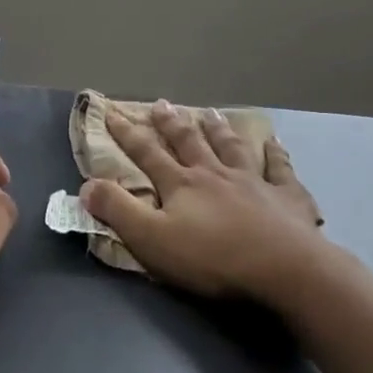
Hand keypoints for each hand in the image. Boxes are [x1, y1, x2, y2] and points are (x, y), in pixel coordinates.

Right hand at [82, 101, 326, 302]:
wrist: (283, 268)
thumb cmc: (212, 258)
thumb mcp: (151, 239)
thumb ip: (118, 210)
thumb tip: (87, 184)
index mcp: (181, 184)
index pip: (147, 153)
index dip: (127, 134)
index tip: (112, 112)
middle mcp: (215, 174)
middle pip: (189, 142)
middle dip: (171, 123)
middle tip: (161, 103)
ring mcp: (254, 182)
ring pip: (231, 148)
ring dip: (218, 130)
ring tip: (210, 113)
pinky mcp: (286, 197)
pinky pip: (280, 169)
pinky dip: (276, 154)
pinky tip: (274, 143)